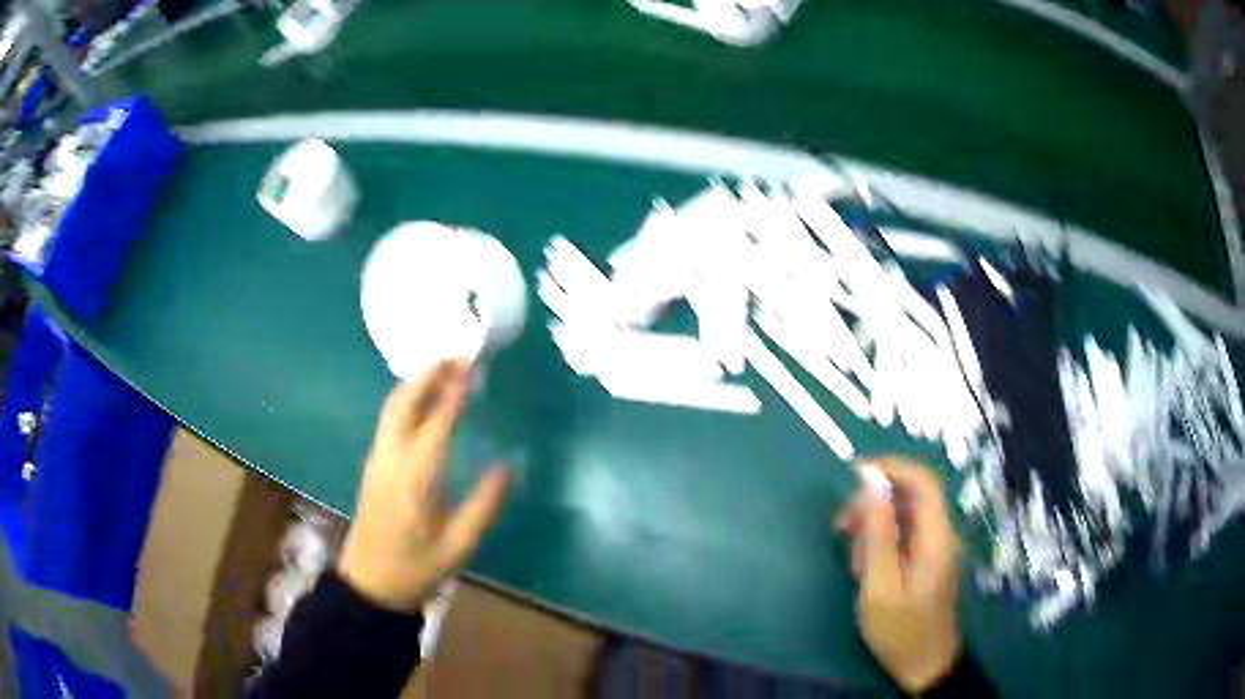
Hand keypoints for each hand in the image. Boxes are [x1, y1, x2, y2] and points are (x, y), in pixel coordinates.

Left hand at [337, 361, 511, 611]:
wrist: (370, 583)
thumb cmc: (417, 568)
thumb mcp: (460, 546)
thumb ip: (485, 506)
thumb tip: (507, 466)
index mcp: (416, 477)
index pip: (437, 422)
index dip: (454, 392)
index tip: (473, 366)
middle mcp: (392, 458)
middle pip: (405, 402)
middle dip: (430, 373)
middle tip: (458, 356)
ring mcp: (378, 459)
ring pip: (392, 407)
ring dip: (417, 383)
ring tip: (444, 369)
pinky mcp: (373, 464)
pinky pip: (389, 419)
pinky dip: (407, 398)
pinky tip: (423, 401)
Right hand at [834, 458, 961, 692]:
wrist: (924, 665)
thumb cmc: (900, 630)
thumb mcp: (880, 587)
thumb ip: (878, 535)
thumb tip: (870, 484)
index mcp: (936, 538)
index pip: (922, 481)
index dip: (890, 468)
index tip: (853, 475)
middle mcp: (941, 535)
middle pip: (910, 497)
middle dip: (874, 504)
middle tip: (841, 528)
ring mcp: (936, 549)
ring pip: (904, 517)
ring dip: (875, 528)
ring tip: (853, 562)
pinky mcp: (928, 562)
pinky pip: (905, 537)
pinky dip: (882, 544)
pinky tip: (866, 569)